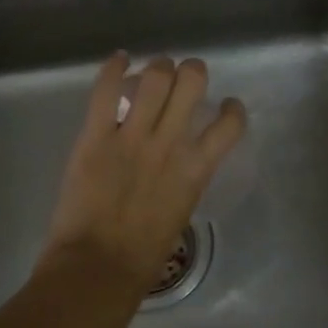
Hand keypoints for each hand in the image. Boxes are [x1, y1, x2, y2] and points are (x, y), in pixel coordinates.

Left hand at [40, 52, 247, 293]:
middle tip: (183, 79)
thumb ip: (183, 181)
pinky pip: (106, 91)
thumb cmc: (143, 256)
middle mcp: (170, 143)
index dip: (231, 109)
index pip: (229, 124)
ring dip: (157, 67)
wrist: (99, 267)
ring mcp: (133, 136)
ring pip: (155, 76)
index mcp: (196, 169)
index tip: (224, 107)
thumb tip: (176, 166)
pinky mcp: (96, 136)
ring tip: (152, 72)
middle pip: (191, 80)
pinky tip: (119, 60)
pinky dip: (114, 68)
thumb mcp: (180, 212)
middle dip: (191, 72)